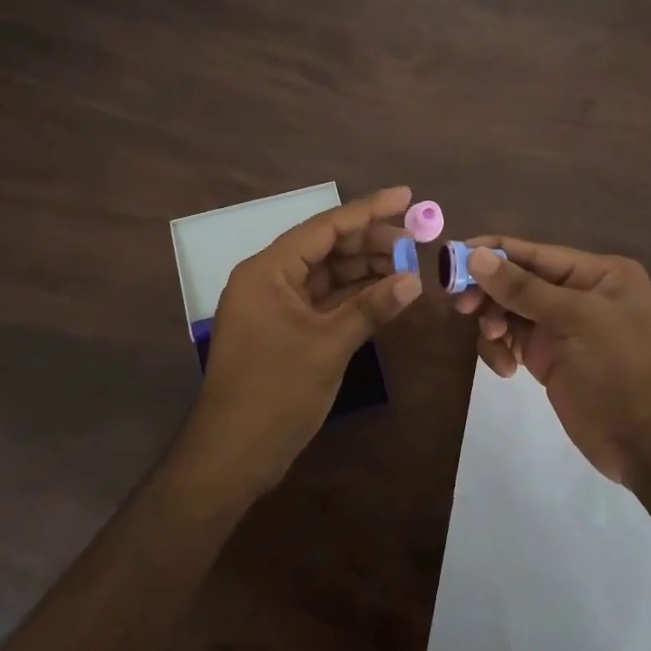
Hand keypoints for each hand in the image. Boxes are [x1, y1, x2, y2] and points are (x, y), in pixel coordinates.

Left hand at [176, 186, 422, 500]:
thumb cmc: (276, 391)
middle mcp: (268, 279)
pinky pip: (323, 300)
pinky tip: (386, 292)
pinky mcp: (284, 329)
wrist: (233, 454)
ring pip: (326, 274)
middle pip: (326, 248)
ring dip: (365, 270)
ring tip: (408, 266)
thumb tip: (414, 280)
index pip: (324, 227)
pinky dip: (353, 296)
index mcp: (268, 270)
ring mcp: (275, 306)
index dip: (368, 210)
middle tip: (417, 241)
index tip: (406, 196)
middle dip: (371, 243)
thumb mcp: (328, 345)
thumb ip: (372, 307)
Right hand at [453, 237, 650, 486]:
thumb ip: (523, 288)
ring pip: (510, 311)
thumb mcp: (575, 320)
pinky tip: (506, 370)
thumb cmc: (621, 369)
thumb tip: (476, 256)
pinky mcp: (549, 357)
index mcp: (598, 273)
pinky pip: (512, 340)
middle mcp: (579, 293)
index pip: (535, 253)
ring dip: (494, 324)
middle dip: (490, 292)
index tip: (452, 257)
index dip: (493, 253)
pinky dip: (501, 350)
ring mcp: (563, 327)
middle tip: (461, 306)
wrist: (649, 445)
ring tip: (495, 341)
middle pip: (518, 280)